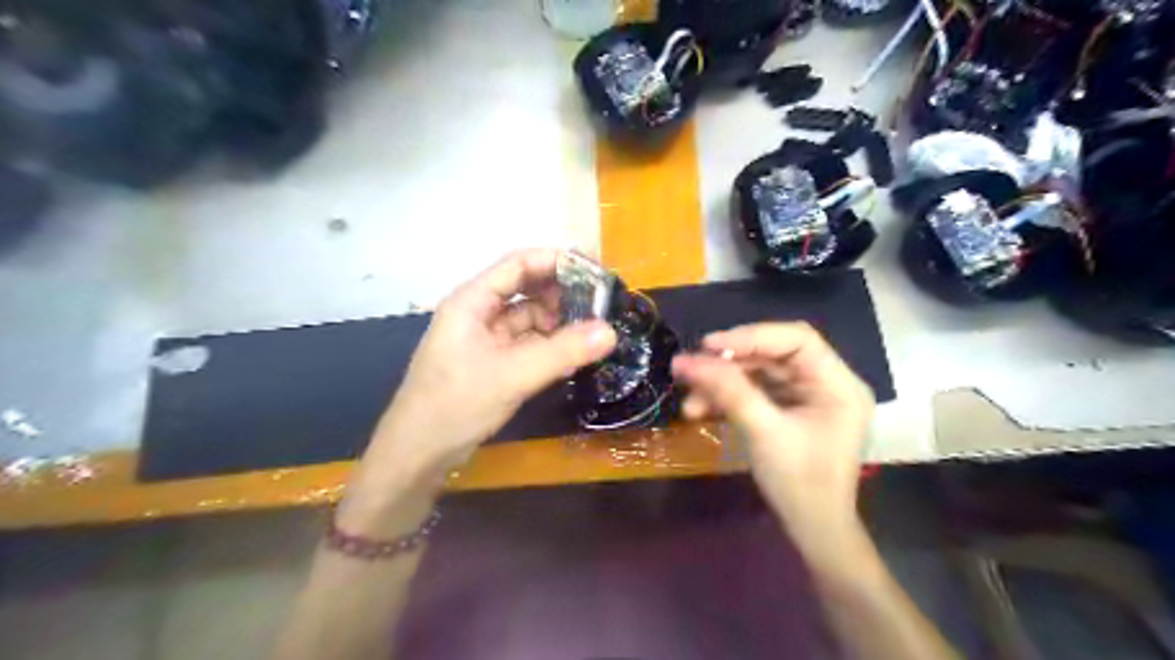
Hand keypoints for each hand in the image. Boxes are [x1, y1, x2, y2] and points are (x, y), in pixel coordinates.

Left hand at [365, 247, 615, 478]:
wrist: (417, 454)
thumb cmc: (455, 405)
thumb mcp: (512, 376)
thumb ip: (562, 352)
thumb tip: (611, 331)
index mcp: (472, 301)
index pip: (519, 264)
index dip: (557, 261)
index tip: (596, 270)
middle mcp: (478, 313)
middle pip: (525, 288)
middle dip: (562, 292)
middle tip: (603, 302)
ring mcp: (484, 339)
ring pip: (528, 318)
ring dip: (558, 321)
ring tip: (594, 329)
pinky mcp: (492, 362)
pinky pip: (527, 343)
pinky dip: (550, 345)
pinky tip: (573, 353)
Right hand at [669, 325, 869, 552]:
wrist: (811, 532)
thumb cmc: (800, 484)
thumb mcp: (763, 432)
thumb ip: (728, 391)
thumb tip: (685, 360)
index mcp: (838, 384)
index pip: (797, 340)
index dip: (752, 336)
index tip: (709, 345)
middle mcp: (826, 383)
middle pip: (772, 355)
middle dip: (728, 364)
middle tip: (690, 370)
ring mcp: (806, 397)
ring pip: (758, 373)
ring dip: (721, 383)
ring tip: (689, 401)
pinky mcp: (788, 411)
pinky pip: (754, 392)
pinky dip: (727, 398)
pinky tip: (700, 409)